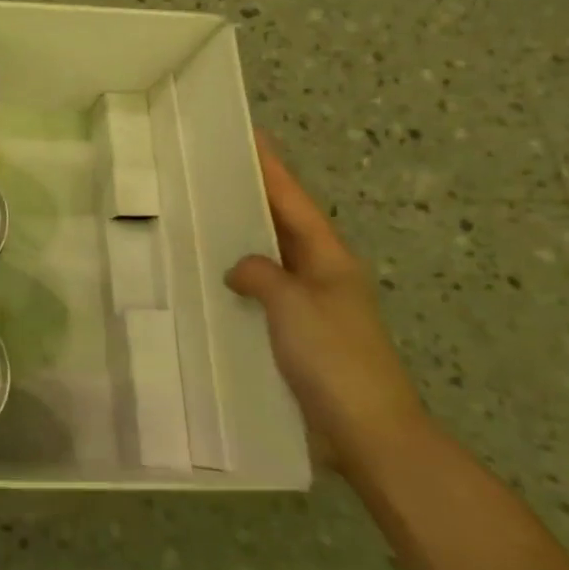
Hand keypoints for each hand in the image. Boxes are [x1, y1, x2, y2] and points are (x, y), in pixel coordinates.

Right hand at [226, 132, 427, 476]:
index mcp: (328, 258)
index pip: (292, 200)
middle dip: (251, 197)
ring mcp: (310, 306)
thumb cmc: (335, 360)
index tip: (248, 136)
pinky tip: (211, 281)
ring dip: (242, 239)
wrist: (368, 434)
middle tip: (210, 171)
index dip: (270, 168)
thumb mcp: (294, 305)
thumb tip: (240, 268)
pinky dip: (239, 280)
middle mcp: (321, 275)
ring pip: (270, 259)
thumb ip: (261, 274)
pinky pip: (262, 293)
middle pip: (281, 224)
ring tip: (200, 217)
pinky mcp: (297, 335)